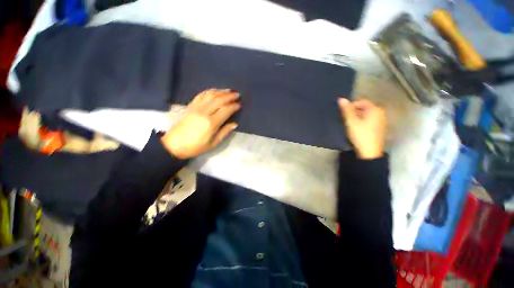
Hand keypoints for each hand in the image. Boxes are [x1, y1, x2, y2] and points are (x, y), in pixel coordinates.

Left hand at [161, 89, 239, 158]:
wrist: (174, 144)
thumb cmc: (196, 146)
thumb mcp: (213, 143)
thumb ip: (225, 132)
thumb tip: (235, 124)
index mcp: (211, 123)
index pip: (226, 110)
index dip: (234, 106)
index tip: (240, 105)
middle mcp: (204, 112)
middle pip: (219, 100)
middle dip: (229, 96)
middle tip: (237, 94)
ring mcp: (196, 107)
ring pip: (210, 95)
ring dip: (221, 91)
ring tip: (229, 90)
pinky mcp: (190, 106)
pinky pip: (201, 95)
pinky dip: (209, 91)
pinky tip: (215, 91)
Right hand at [338, 98, 386, 159]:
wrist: (369, 152)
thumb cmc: (360, 134)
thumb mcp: (351, 121)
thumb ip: (346, 110)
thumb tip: (341, 98)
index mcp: (375, 109)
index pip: (361, 101)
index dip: (351, 105)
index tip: (343, 113)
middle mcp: (381, 113)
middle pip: (364, 108)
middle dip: (354, 111)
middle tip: (346, 119)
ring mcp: (381, 121)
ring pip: (366, 115)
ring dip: (357, 117)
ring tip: (350, 124)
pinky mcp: (380, 128)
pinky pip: (369, 121)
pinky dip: (362, 122)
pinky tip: (357, 129)